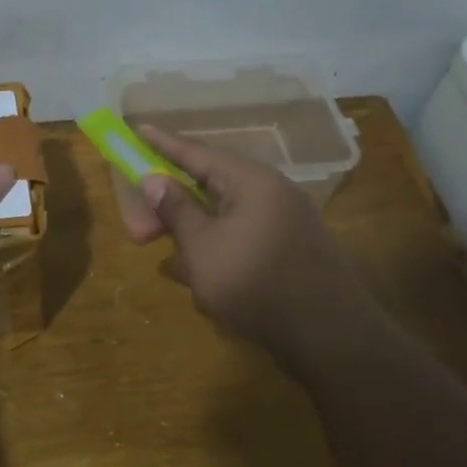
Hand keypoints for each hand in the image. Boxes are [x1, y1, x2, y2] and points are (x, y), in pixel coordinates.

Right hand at [118, 124, 378, 363]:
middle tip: (137, 229)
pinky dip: (213, 249)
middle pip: (208, 186)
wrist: (330, 337)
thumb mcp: (203, 248)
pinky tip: (193, 274)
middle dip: (170, 206)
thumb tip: (154, 179)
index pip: (197, 152)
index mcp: (250, 182)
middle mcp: (270, 193)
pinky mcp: (287, 251)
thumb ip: (176, 210)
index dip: (162, 144)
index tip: (137, 129)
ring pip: (222, 216)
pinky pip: (239, 238)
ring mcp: (283, 223)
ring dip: (189, 232)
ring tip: (163, 255)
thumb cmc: (256, 284)